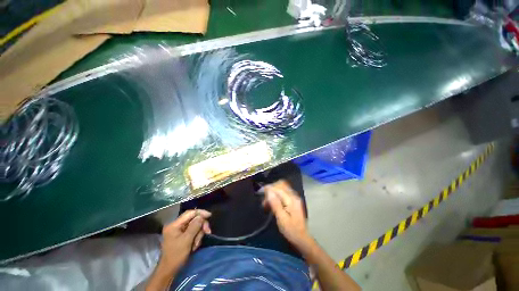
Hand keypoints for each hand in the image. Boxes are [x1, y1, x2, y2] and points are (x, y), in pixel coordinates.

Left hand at [159, 210, 211, 273]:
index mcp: (174, 225)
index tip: (209, 216)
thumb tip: (201, 216)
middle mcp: (176, 225)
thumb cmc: (176, 256)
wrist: (169, 271)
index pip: (190, 213)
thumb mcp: (186, 240)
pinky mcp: (182, 236)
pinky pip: (193, 232)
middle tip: (207, 232)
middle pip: (193, 219)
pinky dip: (196, 238)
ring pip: (195, 226)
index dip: (200, 213)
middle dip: (201, 226)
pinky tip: (195, 246)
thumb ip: (194, 226)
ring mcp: (179, 231)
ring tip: (196, 244)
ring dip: (199, 234)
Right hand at [264, 180, 311, 248]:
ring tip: (267, 203)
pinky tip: (272, 203)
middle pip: (281, 185)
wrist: (302, 239)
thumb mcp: (281, 219)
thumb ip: (275, 204)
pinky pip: (283, 192)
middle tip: (264, 201)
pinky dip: (276, 195)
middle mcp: (293, 196)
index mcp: (291, 200)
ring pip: (282, 188)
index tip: (261, 193)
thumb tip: (269, 192)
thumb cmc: (291, 230)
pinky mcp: (293, 201)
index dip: (269, 188)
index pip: (278, 188)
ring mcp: (294, 198)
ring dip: (273, 192)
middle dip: (271, 189)